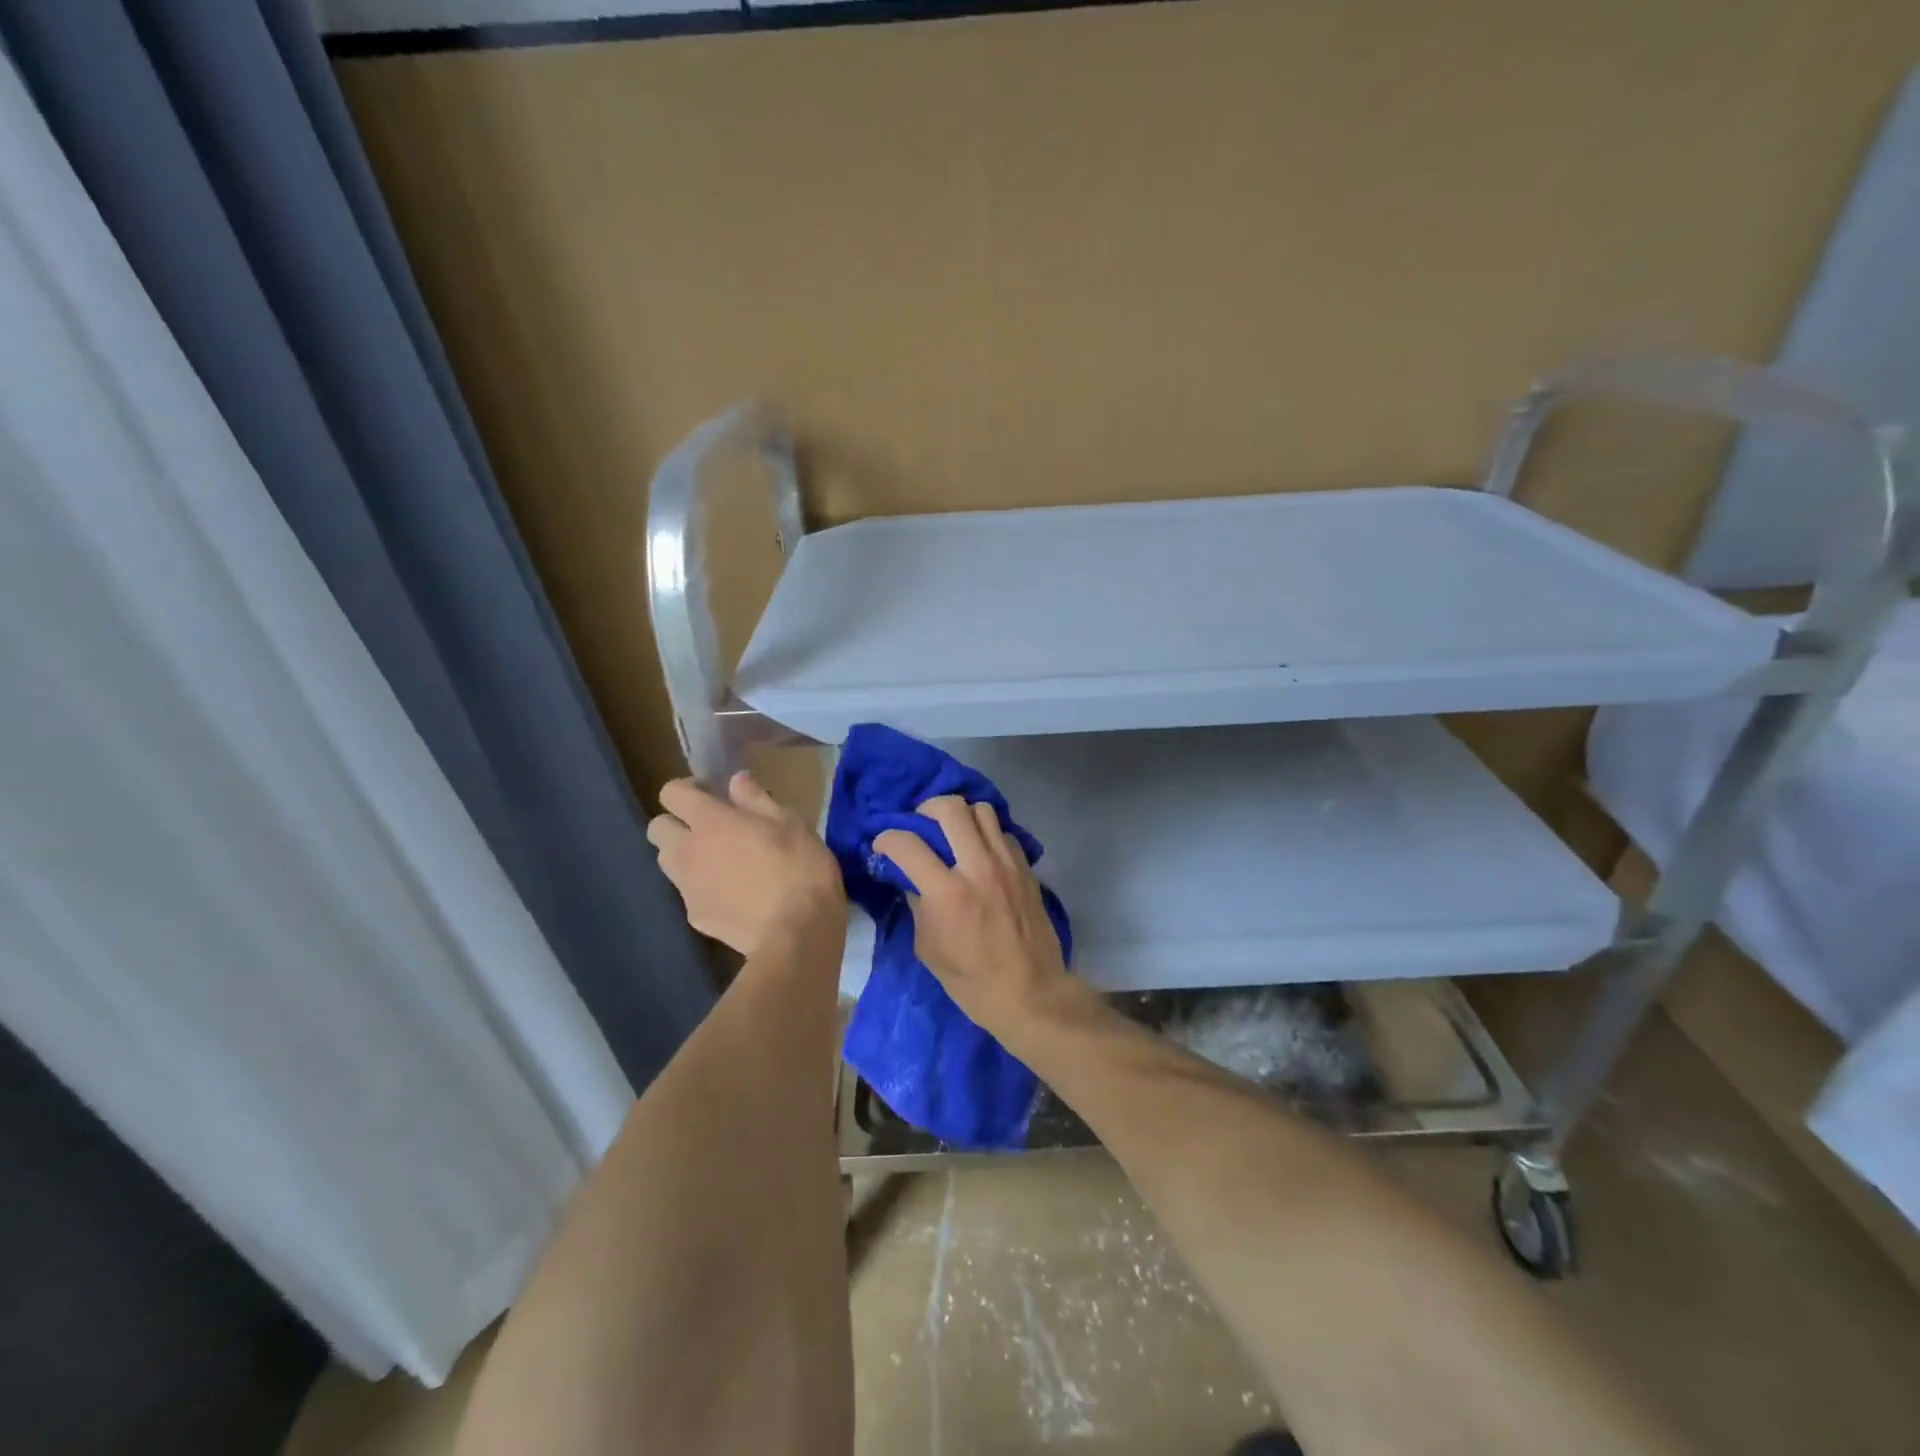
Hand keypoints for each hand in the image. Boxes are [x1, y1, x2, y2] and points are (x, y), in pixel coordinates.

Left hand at [647, 771, 845, 956]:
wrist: (796, 934)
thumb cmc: (800, 868)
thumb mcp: (791, 823)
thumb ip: (756, 799)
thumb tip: (736, 780)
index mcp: (710, 821)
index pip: (671, 793)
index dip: (689, 789)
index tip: (713, 793)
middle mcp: (688, 851)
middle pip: (658, 828)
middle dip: (677, 822)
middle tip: (712, 828)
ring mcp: (687, 887)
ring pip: (667, 861)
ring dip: (684, 854)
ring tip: (718, 861)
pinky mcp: (695, 917)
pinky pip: (688, 892)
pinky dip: (702, 887)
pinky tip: (733, 895)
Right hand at [874, 796, 1074, 1040]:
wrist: (1029, 993)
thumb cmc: (971, 981)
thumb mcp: (928, 947)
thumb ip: (917, 904)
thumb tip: (909, 877)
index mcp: (947, 893)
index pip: (907, 843)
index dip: (886, 838)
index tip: (882, 845)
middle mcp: (978, 867)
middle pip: (949, 808)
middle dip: (925, 809)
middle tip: (919, 826)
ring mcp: (1007, 863)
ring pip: (981, 810)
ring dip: (960, 815)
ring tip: (952, 833)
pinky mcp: (1026, 867)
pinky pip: (1003, 831)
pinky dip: (986, 833)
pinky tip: (980, 852)